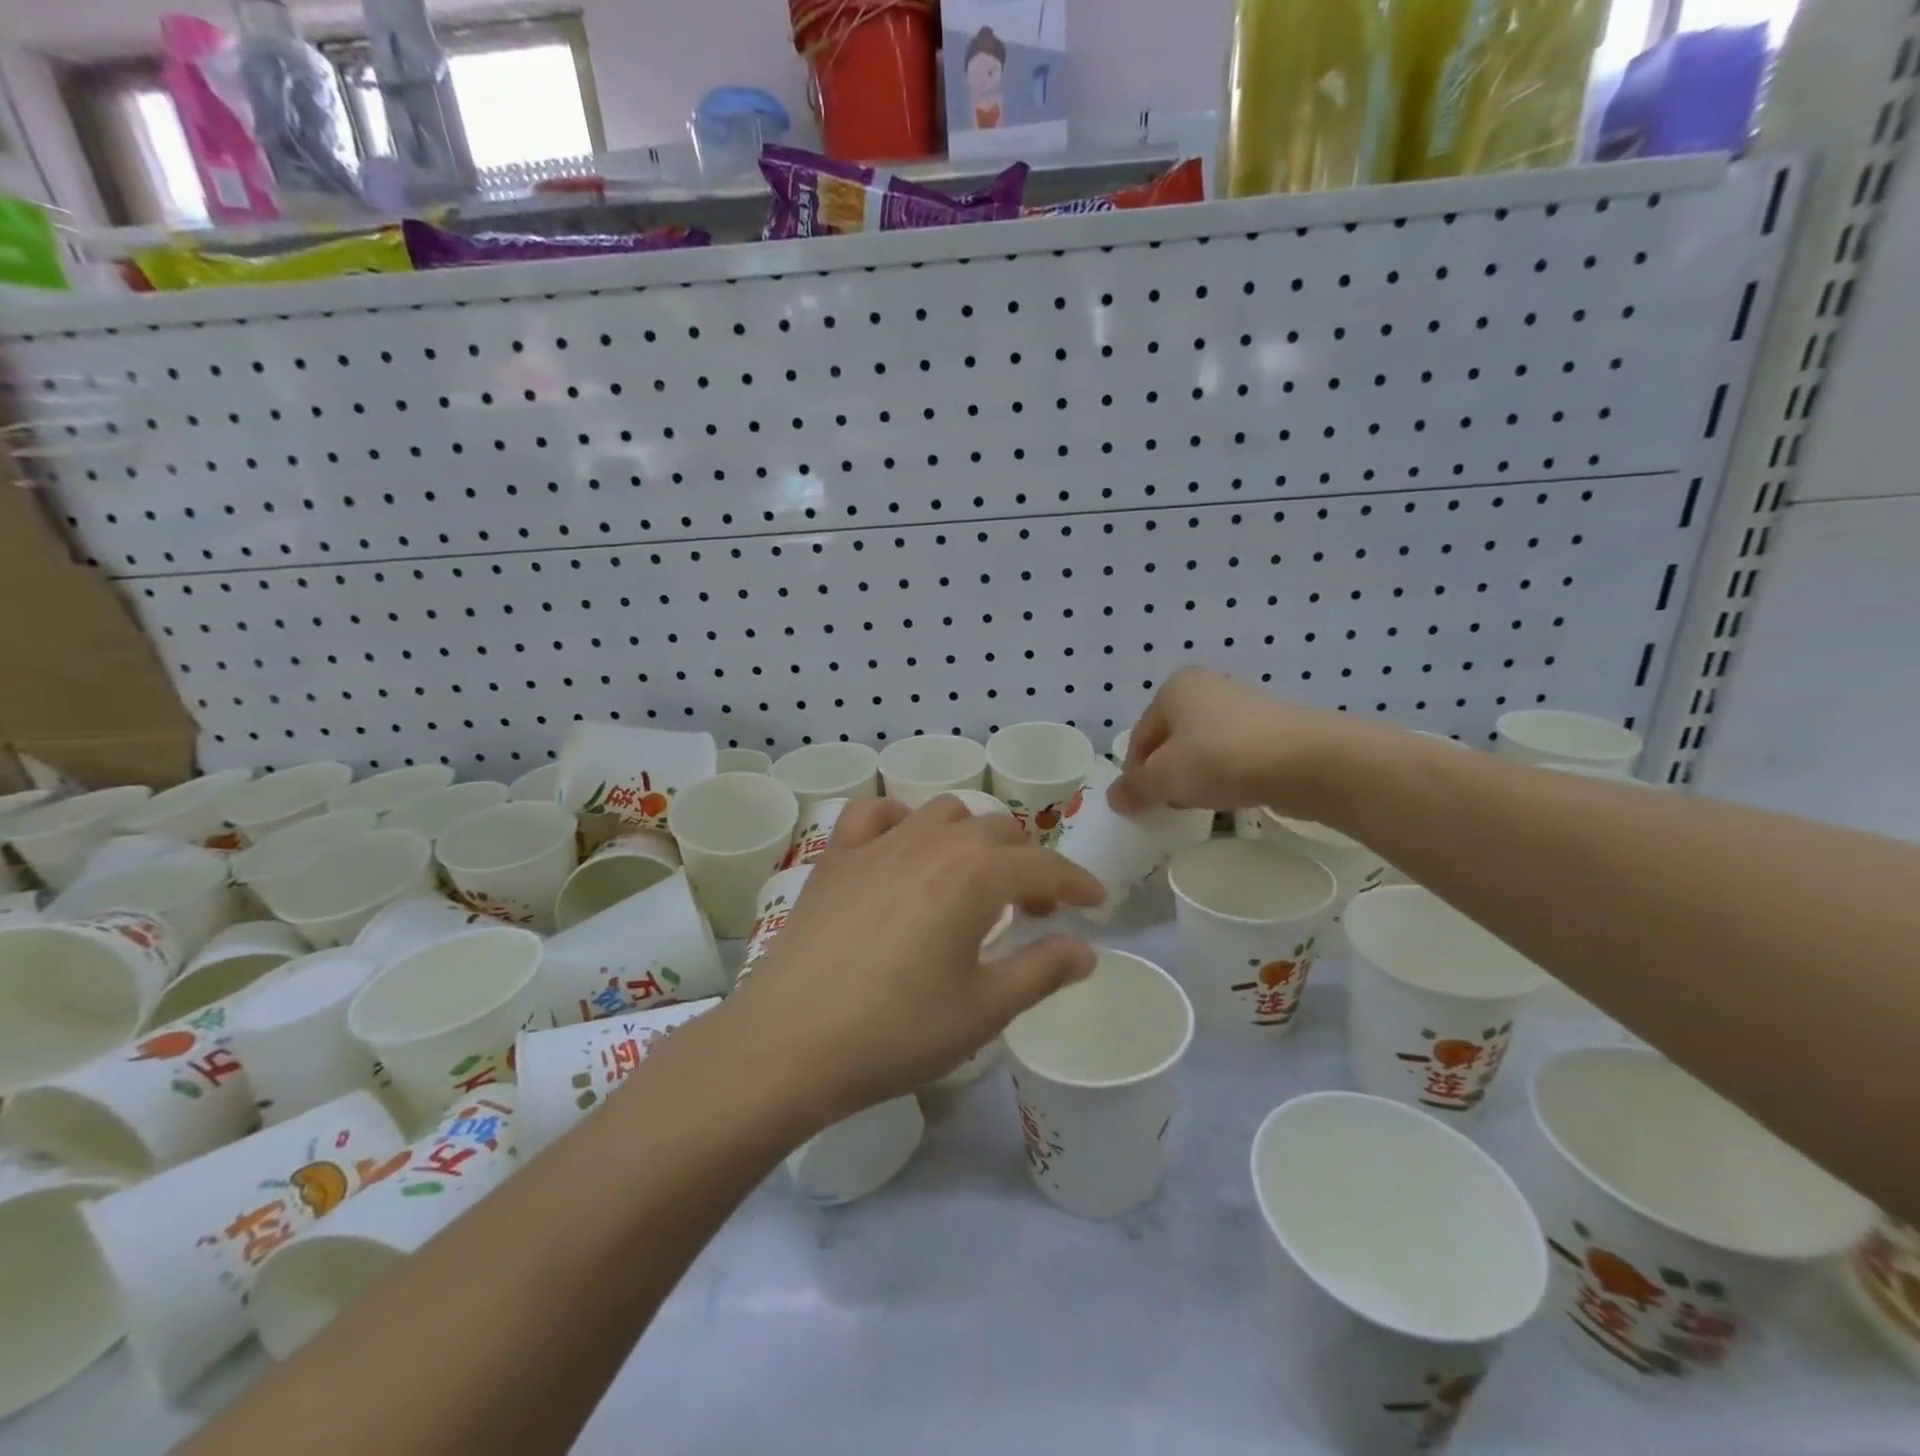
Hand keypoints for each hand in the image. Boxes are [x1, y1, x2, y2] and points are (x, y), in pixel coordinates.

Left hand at [727, 797, 1104, 1119]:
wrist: (791, 1043)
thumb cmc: (898, 1031)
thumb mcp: (985, 1009)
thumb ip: (1043, 971)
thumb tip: (1085, 950)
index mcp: (977, 874)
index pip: (1045, 867)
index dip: (1077, 883)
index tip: (1095, 903)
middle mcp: (933, 842)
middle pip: (999, 832)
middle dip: (1027, 864)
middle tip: (1032, 910)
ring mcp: (879, 843)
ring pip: (943, 813)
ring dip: (971, 837)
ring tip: (971, 880)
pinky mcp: (836, 856)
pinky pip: (874, 814)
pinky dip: (900, 820)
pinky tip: (901, 850)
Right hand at [1109, 667, 1372, 817]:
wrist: (1307, 761)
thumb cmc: (1221, 759)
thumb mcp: (1165, 778)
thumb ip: (1135, 788)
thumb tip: (1115, 798)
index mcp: (1173, 689)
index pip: (1139, 737)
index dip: (1134, 774)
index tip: (1139, 806)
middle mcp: (1206, 688)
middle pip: (1170, 741)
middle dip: (1165, 774)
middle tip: (1166, 806)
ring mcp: (1243, 706)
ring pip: (1203, 748)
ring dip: (1195, 777)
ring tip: (1200, 805)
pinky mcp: (1272, 730)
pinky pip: (1234, 756)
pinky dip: (1226, 775)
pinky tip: (1232, 797)